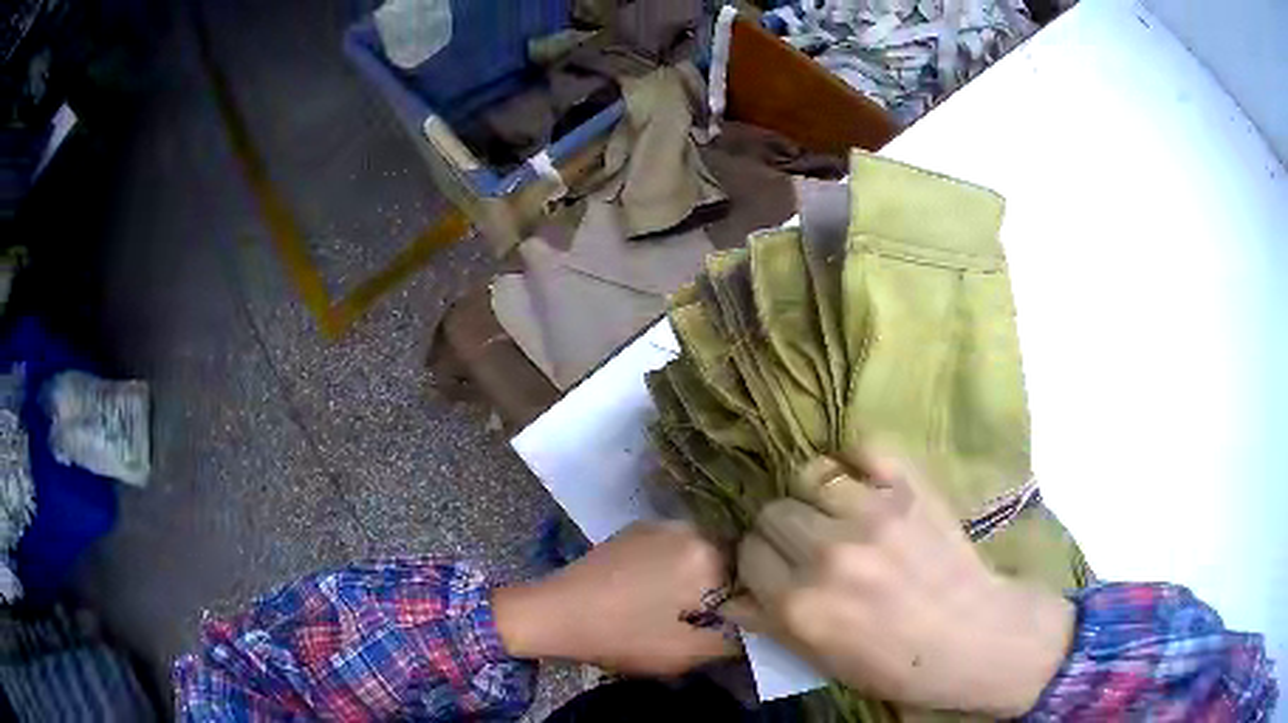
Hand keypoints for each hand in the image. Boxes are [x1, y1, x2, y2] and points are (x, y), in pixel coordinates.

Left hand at [493, 521, 737, 675]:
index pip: (750, 574)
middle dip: (722, 585)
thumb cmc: (619, 635)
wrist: (554, 613)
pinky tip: (655, 589)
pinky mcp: (633, 529)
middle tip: (706, 615)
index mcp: (704, 555)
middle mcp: (686, 528)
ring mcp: (657, 524)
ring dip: (699, 573)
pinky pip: (673, 545)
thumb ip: (728, 643)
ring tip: (680, 603)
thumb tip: (750, 629)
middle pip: (726, 557)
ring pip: (699, 549)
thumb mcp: (681, 653)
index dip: (745, 600)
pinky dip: (675, 563)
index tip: (732, 621)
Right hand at [728, 448, 1073, 716]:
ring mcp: (872, 514)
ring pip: (809, 475)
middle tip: (805, 541)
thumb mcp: (820, 660)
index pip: (748, 552)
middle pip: (772, 511)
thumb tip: (730, 595)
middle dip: (781, 528)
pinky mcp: (910, 487)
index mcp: (800, 604)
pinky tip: (860, 480)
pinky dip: (856, 461)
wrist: (970, 636)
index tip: (774, 566)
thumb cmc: (893, 662)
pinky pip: (863, 448)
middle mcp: (828, 553)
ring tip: (835, 511)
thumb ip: (769, 625)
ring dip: (815, 496)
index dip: (758, 560)